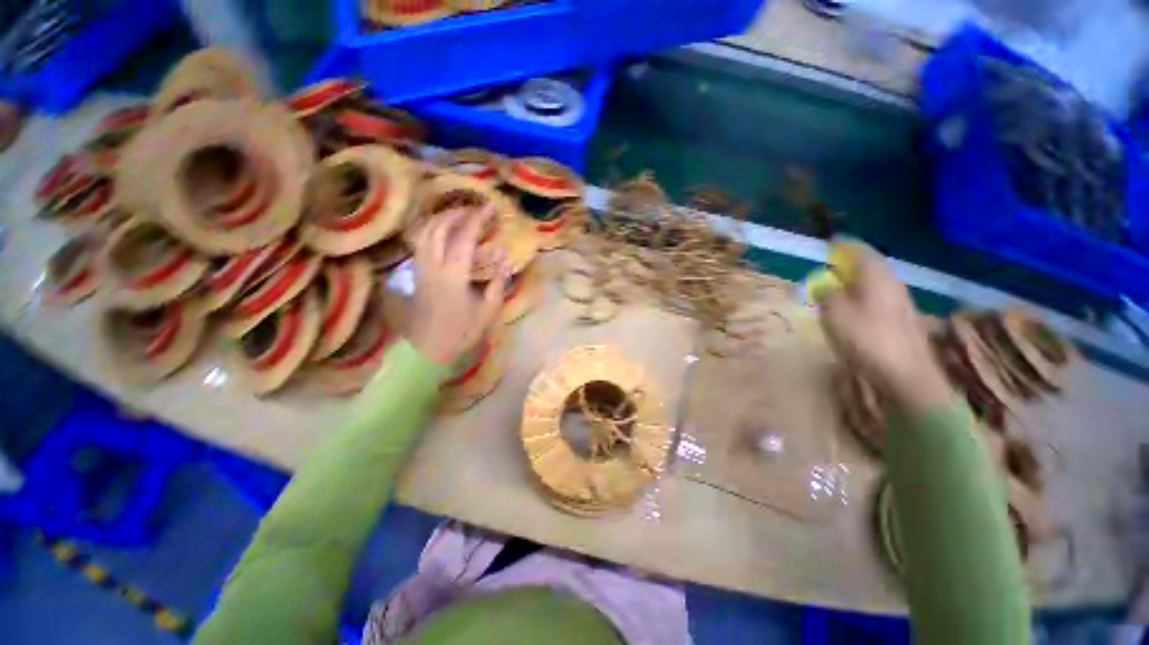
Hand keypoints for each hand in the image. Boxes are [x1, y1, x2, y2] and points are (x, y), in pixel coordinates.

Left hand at [405, 206, 505, 365]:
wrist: (429, 349)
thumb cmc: (463, 331)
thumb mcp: (488, 309)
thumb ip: (497, 280)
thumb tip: (503, 254)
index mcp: (454, 275)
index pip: (465, 237)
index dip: (478, 219)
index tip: (490, 208)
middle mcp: (433, 266)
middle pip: (439, 227)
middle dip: (457, 213)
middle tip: (474, 209)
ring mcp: (421, 268)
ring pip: (425, 232)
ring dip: (441, 218)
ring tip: (458, 215)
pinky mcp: (416, 274)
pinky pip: (420, 242)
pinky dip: (430, 229)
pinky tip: (441, 232)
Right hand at [818, 240, 950, 414]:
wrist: (907, 375)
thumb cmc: (866, 339)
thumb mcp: (834, 314)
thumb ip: (826, 293)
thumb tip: (823, 284)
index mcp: (876, 276)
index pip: (859, 250)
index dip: (842, 245)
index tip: (828, 243)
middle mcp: (892, 283)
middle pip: (868, 266)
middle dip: (847, 265)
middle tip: (828, 269)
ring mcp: (901, 302)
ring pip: (873, 284)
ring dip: (854, 283)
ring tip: (836, 290)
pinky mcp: (903, 320)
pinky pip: (877, 299)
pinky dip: (862, 298)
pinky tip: (852, 312)